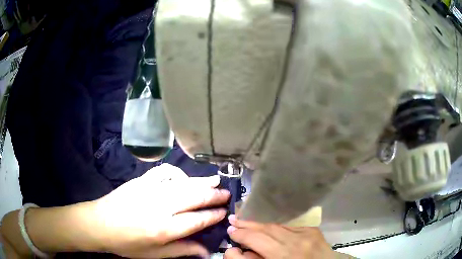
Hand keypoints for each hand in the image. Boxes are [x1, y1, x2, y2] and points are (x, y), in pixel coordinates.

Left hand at [92, 164, 229, 257]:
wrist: (99, 223)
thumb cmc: (126, 243)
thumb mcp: (154, 254)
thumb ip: (181, 250)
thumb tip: (206, 250)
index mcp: (165, 229)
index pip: (198, 220)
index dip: (214, 215)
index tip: (224, 211)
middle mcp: (161, 207)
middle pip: (194, 198)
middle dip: (213, 195)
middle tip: (226, 193)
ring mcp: (150, 191)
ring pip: (183, 184)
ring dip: (202, 182)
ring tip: (216, 180)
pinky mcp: (141, 181)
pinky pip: (164, 172)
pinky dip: (179, 173)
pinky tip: (185, 177)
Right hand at [224, 215, 333, 258]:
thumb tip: (236, 249)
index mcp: (283, 256)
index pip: (256, 240)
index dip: (241, 235)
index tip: (230, 232)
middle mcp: (295, 242)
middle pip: (266, 230)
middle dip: (247, 225)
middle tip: (233, 220)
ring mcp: (305, 233)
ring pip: (276, 225)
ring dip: (259, 223)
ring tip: (245, 220)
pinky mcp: (312, 229)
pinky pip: (289, 225)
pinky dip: (275, 226)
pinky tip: (266, 225)